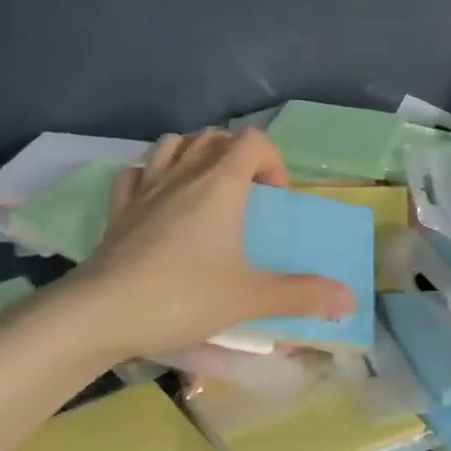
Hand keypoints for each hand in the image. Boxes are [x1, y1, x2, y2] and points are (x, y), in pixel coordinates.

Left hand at [68, 128, 354, 359]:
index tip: (273, 202)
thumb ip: (302, 295)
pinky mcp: (117, 208)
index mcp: (220, 185)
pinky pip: (135, 172)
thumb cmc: (182, 296)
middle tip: (246, 198)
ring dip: (195, 156)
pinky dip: (151, 175)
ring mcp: (145, 188)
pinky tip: (158, 201)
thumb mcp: (249, 298)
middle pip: (215, 137)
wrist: (101, 313)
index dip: (272, 163)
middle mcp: (183, 175)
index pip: (253, 141)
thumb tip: (349, 300)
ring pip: (173, 145)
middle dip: (238, 157)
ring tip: (206, 192)